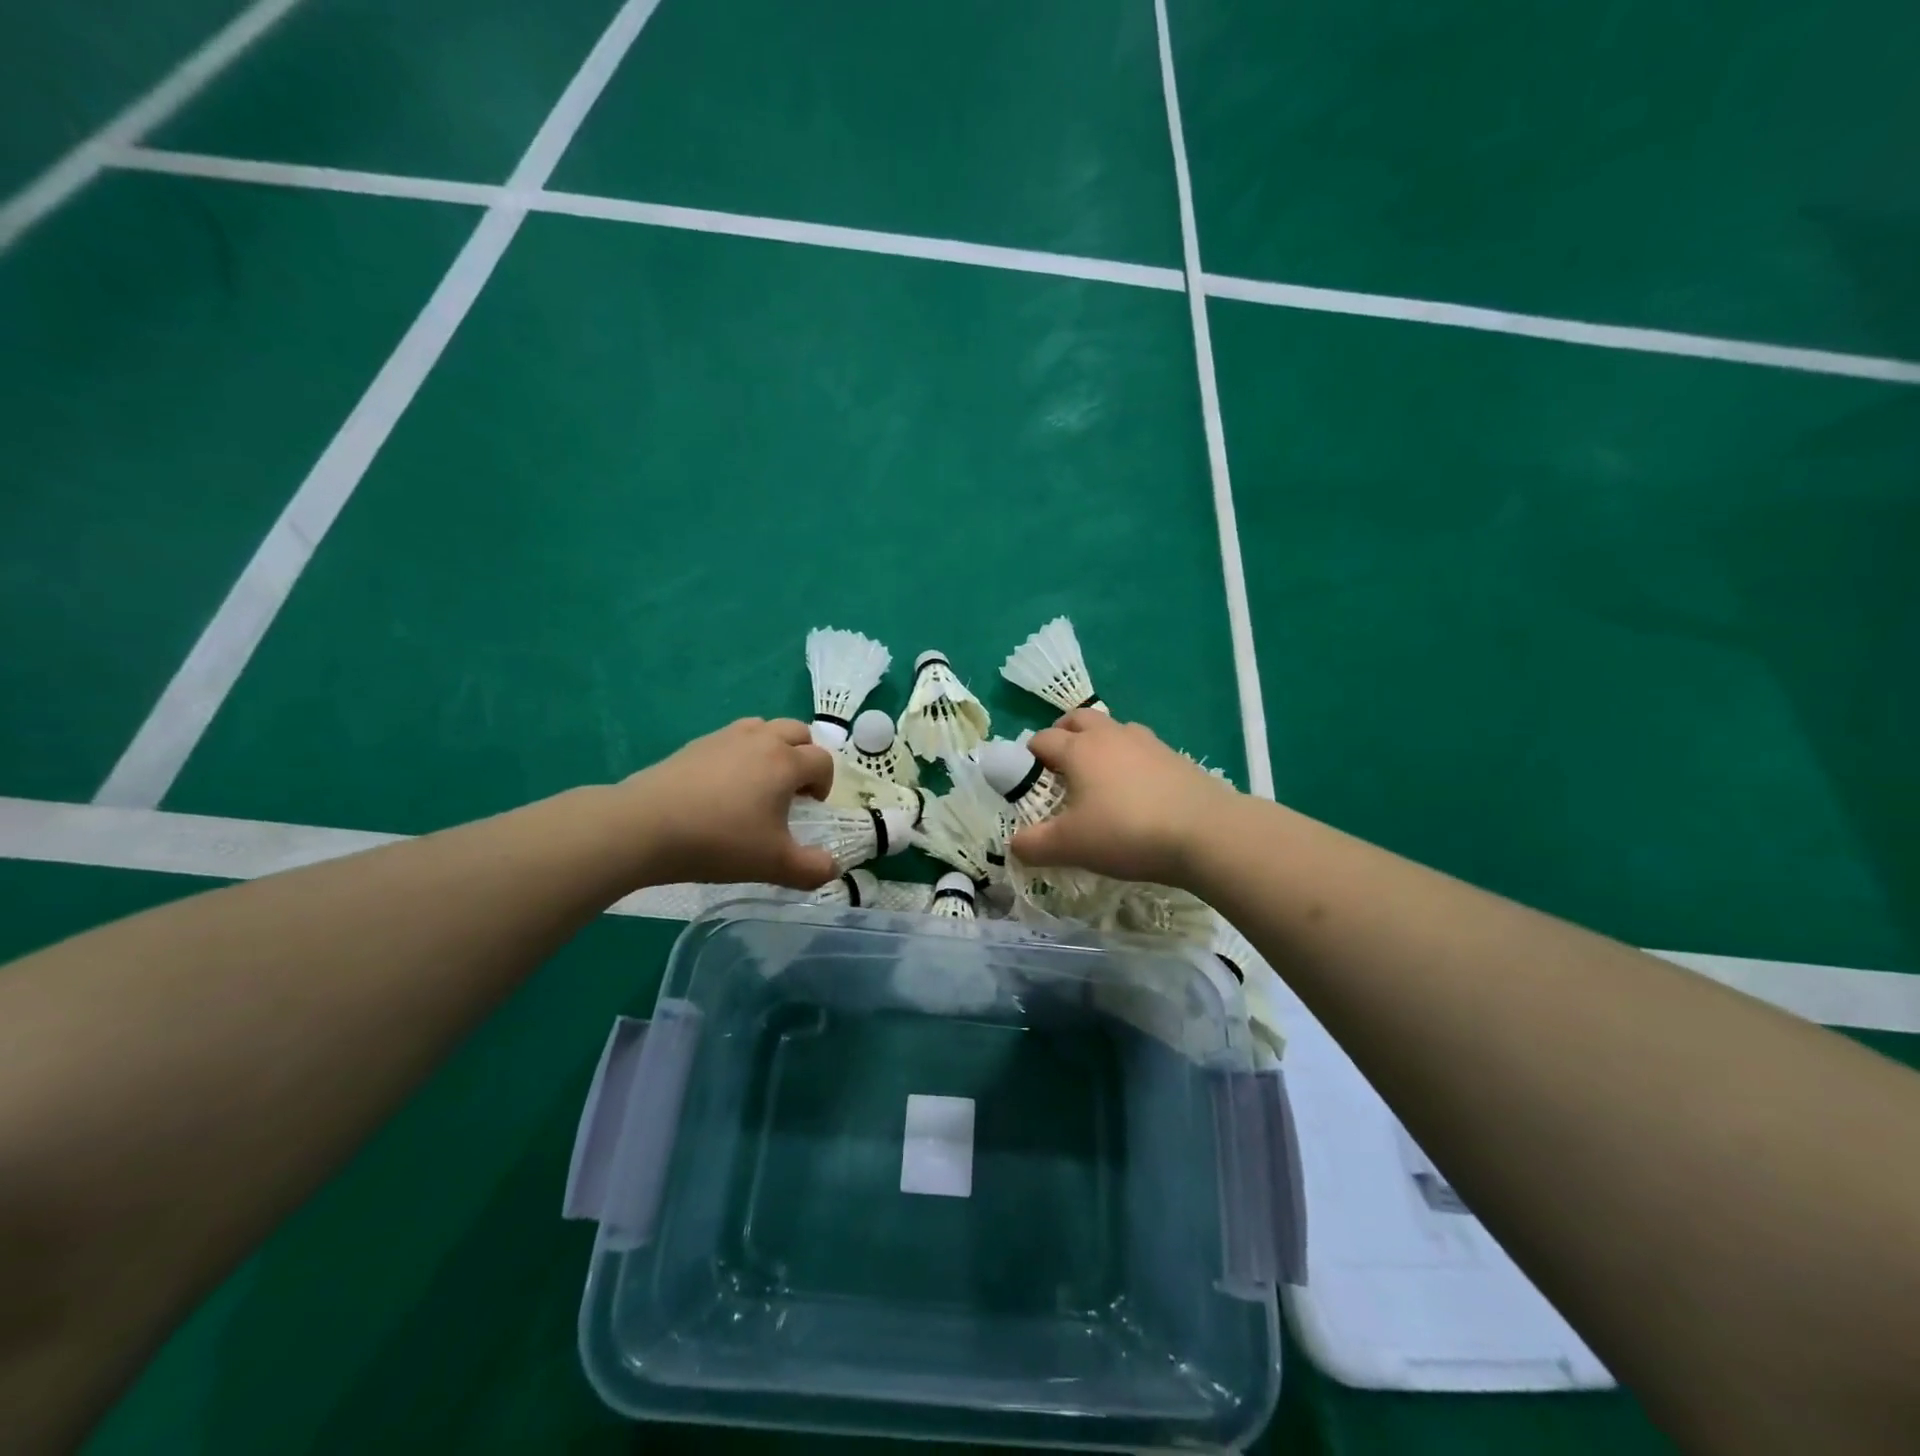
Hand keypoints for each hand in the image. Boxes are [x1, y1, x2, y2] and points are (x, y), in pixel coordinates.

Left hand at [623, 718, 838, 888]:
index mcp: (786, 762)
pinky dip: (741, 752)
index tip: (810, 809)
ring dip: (773, 747)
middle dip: (804, 756)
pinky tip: (724, 785)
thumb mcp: (773, 864)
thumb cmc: (720, 841)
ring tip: (760, 781)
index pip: (822, 761)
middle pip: (798, 732)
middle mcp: (761, 740)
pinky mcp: (696, 744)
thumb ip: (811, 869)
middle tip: (792, 790)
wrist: (646, 826)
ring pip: (764, 727)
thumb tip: (832, 868)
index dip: (824, 784)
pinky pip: (732, 737)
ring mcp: (726, 737)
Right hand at [1010, 711, 1240, 886]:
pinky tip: (1135, 789)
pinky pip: (1141, 748)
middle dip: (1063, 733)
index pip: (1043, 739)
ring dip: (1099, 742)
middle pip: (1078, 718)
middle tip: (1058, 763)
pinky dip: (1129, 759)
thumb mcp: (1071, 846)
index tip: (1026, 778)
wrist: (1204, 832)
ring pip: (1113, 728)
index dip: (1029, 756)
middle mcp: (1110, 736)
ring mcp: (1146, 742)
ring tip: (1098, 774)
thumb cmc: (1126, 832)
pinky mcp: (1175, 757)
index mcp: (1079, 749)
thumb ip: (1035, 845)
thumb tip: (1013, 845)